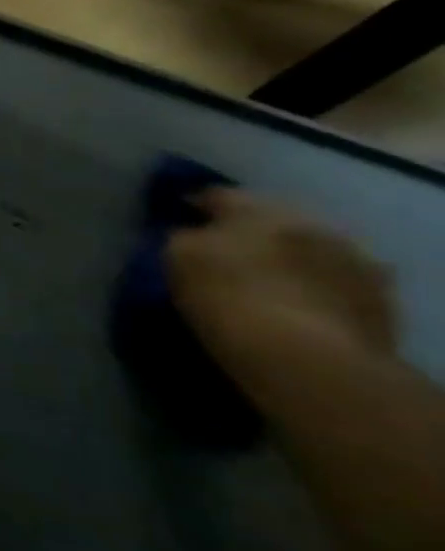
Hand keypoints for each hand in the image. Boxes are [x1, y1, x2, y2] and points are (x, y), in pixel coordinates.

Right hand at [168, 189, 398, 369]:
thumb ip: (184, 237)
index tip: (179, 219)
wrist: (303, 355)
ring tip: (264, 280)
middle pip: (269, 218)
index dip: (194, 205)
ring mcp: (349, 258)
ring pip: (307, 247)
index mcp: (256, 209)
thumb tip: (192, 233)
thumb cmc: (225, 297)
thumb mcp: (177, 260)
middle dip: (247, 232)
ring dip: (286, 257)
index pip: (217, 195)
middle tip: (223, 252)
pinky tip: (298, 303)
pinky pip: (335, 279)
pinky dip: (315, 285)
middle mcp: (308, 223)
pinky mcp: (373, 295)